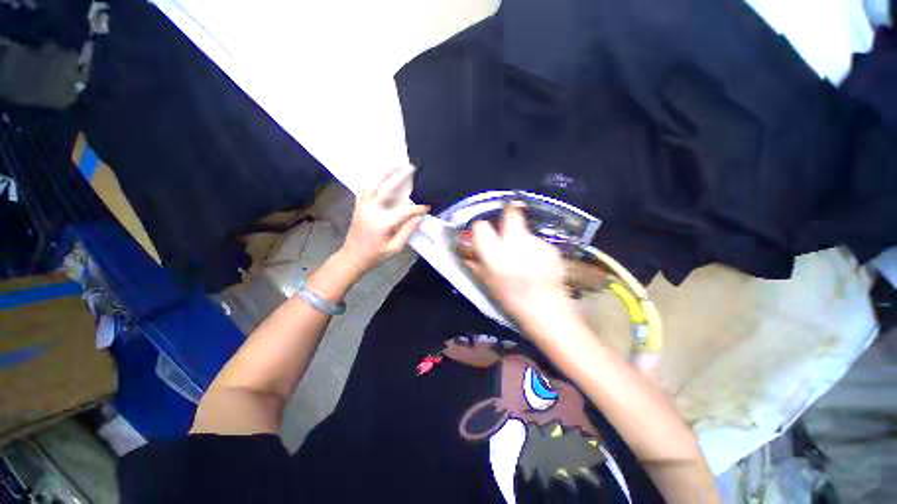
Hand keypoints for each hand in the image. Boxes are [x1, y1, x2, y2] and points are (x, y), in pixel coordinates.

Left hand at [339, 166, 428, 273]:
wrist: (352, 256)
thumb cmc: (375, 255)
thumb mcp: (394, 248)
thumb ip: (407, 231)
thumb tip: (419, 218)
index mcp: (383, 222)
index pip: (405, 210)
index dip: (418, 208)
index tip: (427, 207)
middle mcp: (372, 210)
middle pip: (388, 188)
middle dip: (401, 177)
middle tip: (412, 168)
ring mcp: (363, 205)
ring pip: (374, 184)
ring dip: (385, 173)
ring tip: (396, 165)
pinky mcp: (359, 205)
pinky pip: (365, 188)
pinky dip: (373, 181)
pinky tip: (380, 177)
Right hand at [467, 204, 575, 331]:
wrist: (546, 310)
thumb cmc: (510, 299)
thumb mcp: (485, 281)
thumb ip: (475, 261)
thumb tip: (469, 246)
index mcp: (494, 254)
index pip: (481, 226)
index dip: (480, 228)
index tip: (483, 233)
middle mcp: (515, 243)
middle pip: (511, 213)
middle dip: (508, 212)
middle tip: (507, 225)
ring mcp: (536, 243)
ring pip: (525, 230)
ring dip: (522, 238)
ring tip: (525, 257)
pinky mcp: (551, 247)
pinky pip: (538, 242)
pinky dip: (535, 249)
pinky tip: (538, 264)